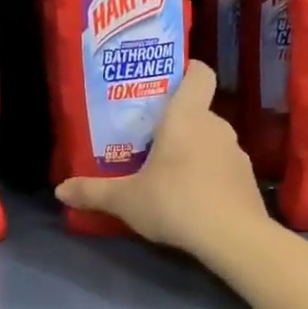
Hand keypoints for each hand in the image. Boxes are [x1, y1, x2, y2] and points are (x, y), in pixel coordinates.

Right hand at [56, 60, 270, 257]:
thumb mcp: (125, 199)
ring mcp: (236, 153)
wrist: (233, 237)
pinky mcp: (247, 179)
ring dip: (192, 150)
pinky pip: (222, 166)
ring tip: (167, 172)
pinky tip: (192, 198)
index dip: (186, 71)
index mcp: (186, 116)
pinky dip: (208, 174)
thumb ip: (93, 192)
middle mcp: (215, 126)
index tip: (167, 82)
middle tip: (148, 140)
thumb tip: (59, 190)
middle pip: (197, 111)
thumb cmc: (174, 202)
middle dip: (175, 123)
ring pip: (210, 140)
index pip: (198, 74)